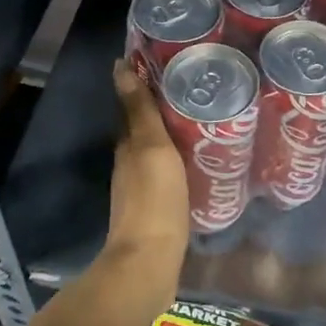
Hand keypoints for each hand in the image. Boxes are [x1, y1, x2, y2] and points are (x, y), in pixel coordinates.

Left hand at [105, 60, 189, 297]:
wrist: (151, 262)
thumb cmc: (154, 199)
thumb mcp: (150, 147)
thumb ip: (139, 110)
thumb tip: (117, 66)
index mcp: (128, 145)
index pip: (135, 104)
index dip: (147, 83)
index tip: (172, 62)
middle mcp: (131, 162)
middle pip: (147, 127)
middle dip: (167, 106)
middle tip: (200, 88)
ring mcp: (144, 186)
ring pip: (159, 149)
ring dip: (176, 133)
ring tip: (208, 118)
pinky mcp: (160, 206)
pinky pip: (172, 171)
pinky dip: (183, 159)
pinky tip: (203, 159)